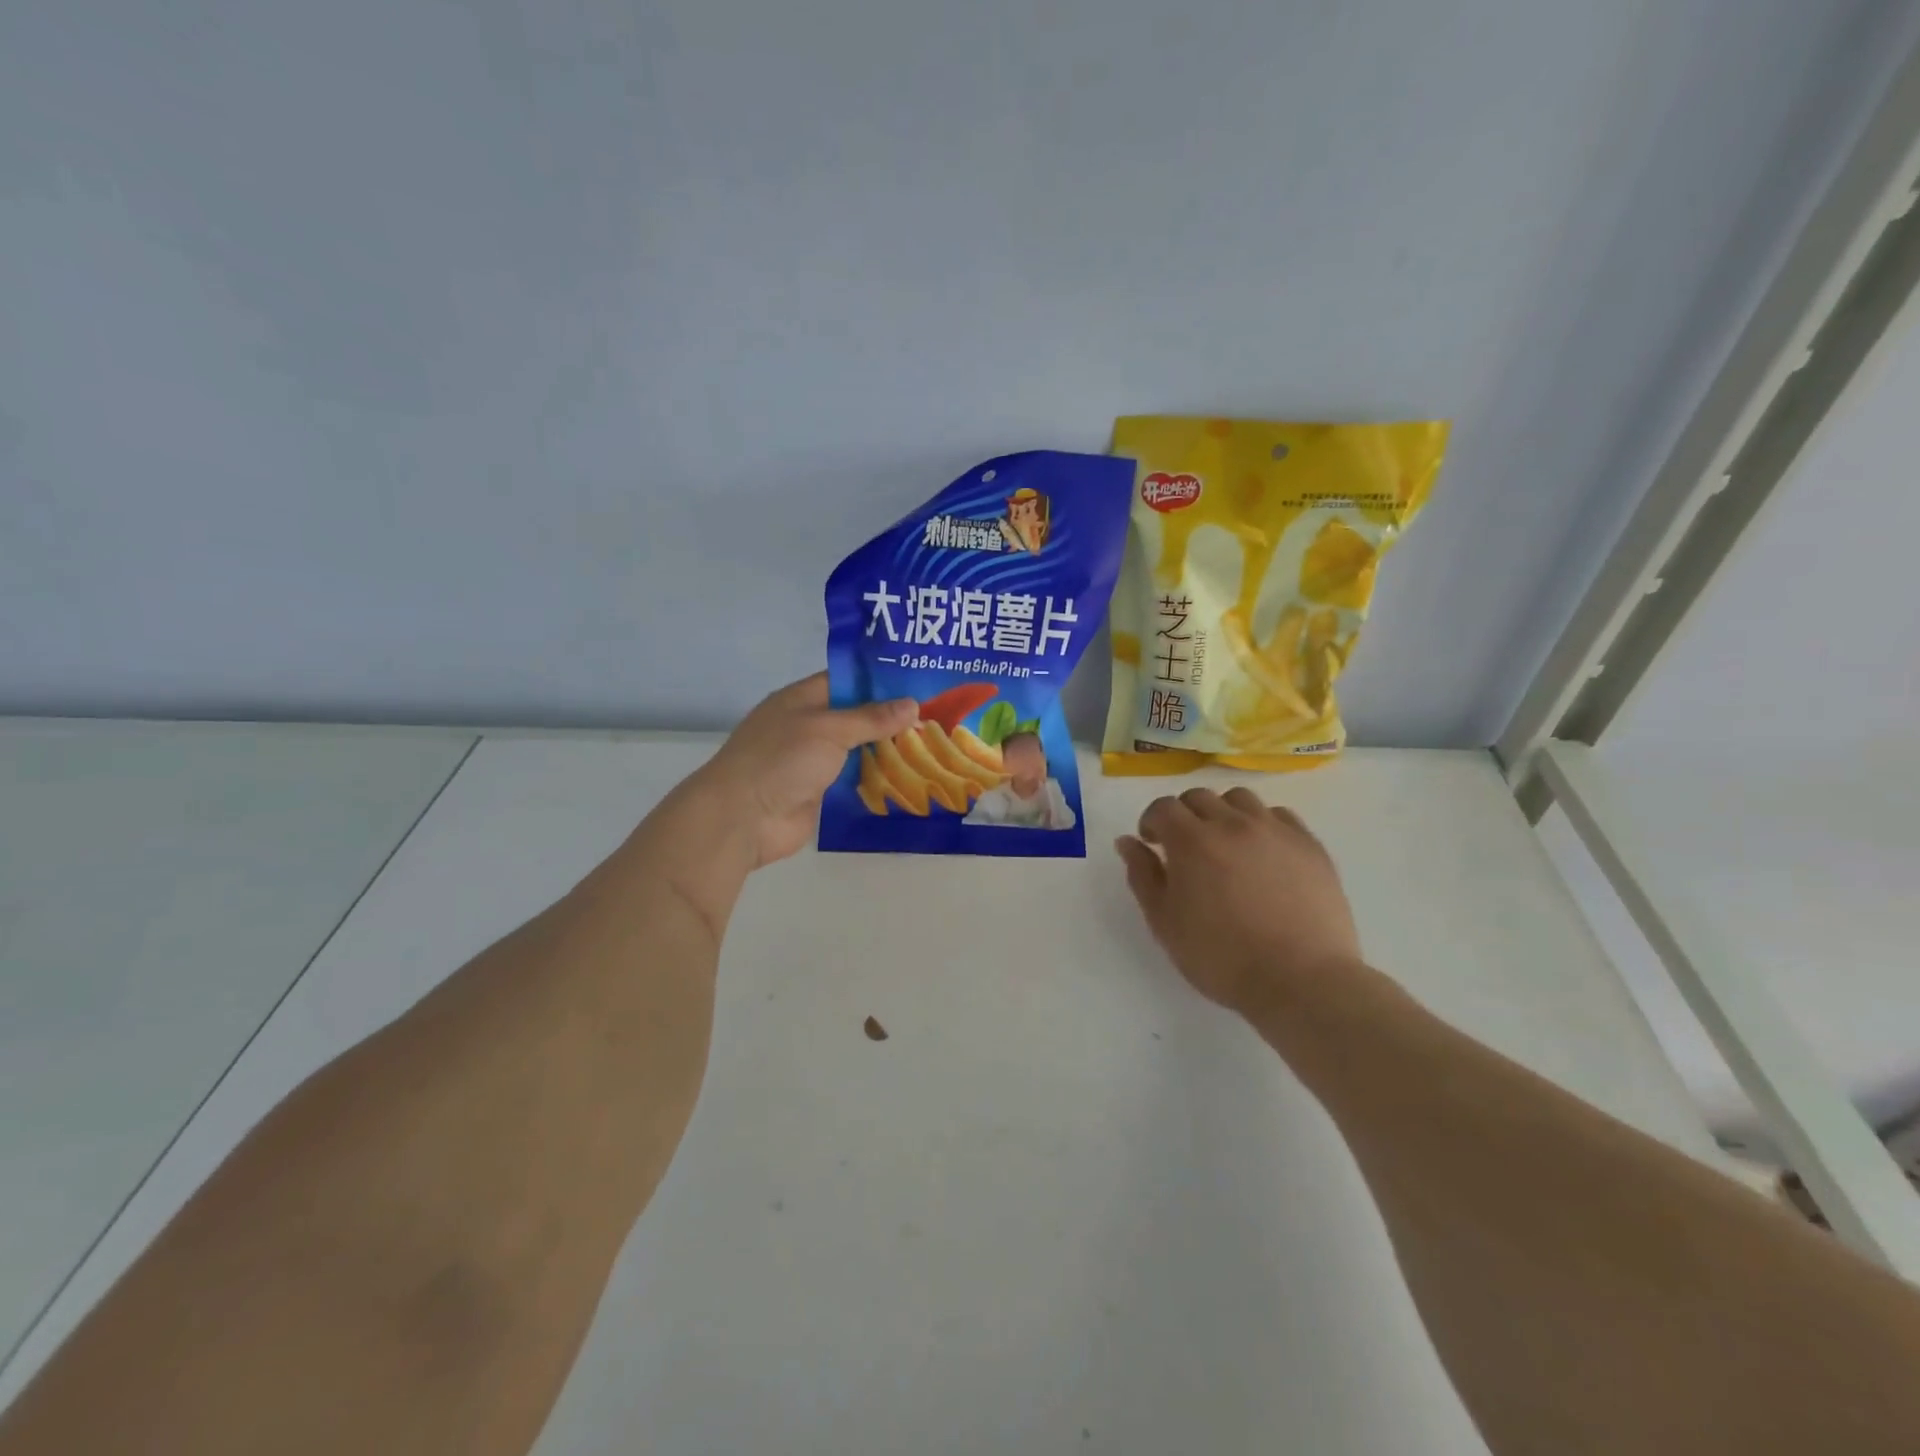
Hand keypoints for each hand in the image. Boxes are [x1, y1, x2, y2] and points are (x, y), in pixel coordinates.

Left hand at [691, 673, 915, 868]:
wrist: (743, 818)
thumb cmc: (781, 760)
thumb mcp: (829, 729)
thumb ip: (871, 718)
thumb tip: (912, 704)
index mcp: (801, 699)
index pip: (846, 680)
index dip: (880, 679)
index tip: (919, 681)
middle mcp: (807, 726)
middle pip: (855, 716)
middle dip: (891, 717)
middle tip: (936, 715)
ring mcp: (812, 761)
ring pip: (857, 750)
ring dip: (887, 750)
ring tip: (932, 744)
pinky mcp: (819, 793)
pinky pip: (853, 780)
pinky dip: (876, 778)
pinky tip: (910, 776)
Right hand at [1116, 788, 1361, 1016]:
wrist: (1300, 981)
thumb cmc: (1221, 957)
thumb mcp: (1165, 923)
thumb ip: (1143, 876)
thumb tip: (1128, 842)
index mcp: (1192, 841)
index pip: (1163, 807)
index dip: (1152, 822)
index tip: (1152, 843)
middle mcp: (1232, 824)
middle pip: (1199, 797)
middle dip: (1184, 815)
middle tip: (1185, 847)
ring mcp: (1275, 831)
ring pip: (1240, 799)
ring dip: (1223, 813)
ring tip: (1226, 844)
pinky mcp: (1309, 845)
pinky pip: (1279, 816)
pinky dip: (1262, 825)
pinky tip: (1262, 853)